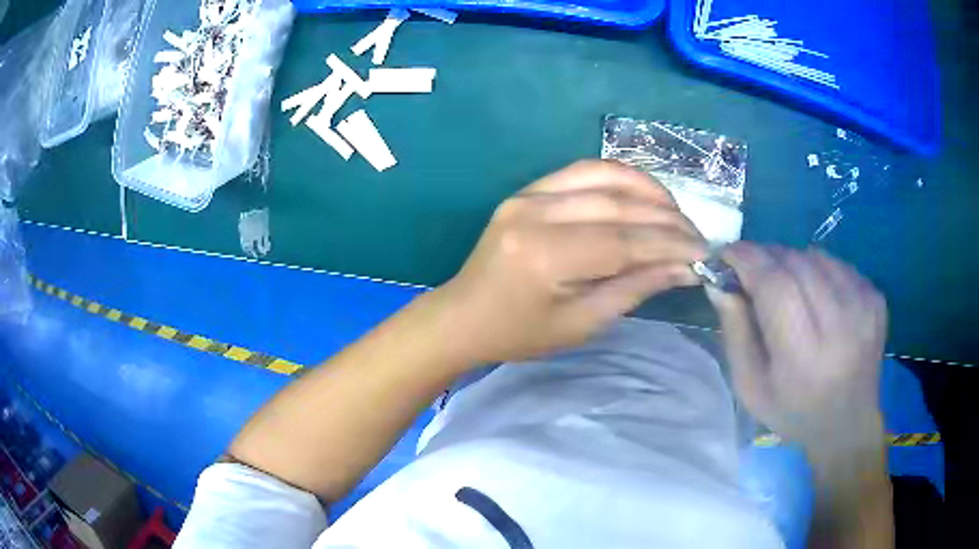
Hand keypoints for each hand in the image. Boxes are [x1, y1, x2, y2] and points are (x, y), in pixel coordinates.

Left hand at [434, 160, 706, 364]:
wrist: (463, 316)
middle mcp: (536, 214)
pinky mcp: (525, 190)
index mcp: (546, 257)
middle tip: (697, 234)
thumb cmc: (519, 333)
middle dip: (666, 219)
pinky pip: (580, 171)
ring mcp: (527, 195)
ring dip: (647, 189)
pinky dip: (618, 177)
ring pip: (602, 176)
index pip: (624, 242)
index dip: (670, 245)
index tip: (704, 252)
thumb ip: (633, 289)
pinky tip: (642, 192)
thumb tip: (683, 268)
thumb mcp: (580, 324)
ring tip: (676, 211)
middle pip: (617, 206)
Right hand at [706, 244, 888, 455]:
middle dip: (766, 257)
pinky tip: (816, 296)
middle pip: (795, 262)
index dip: (747, 259)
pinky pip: (837, 263)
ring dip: (793, 263)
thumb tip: (719, 281)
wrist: (847, 423)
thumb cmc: (792, 411)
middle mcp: (840, 324)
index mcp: (804, 354)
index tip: (727, 254)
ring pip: (815, 256)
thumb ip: (735, 331)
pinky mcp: (875, 297)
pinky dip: (818, 269)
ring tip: (787, 289)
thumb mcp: (750, 385)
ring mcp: (863, 306)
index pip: (775, 283)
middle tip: (752, 272)